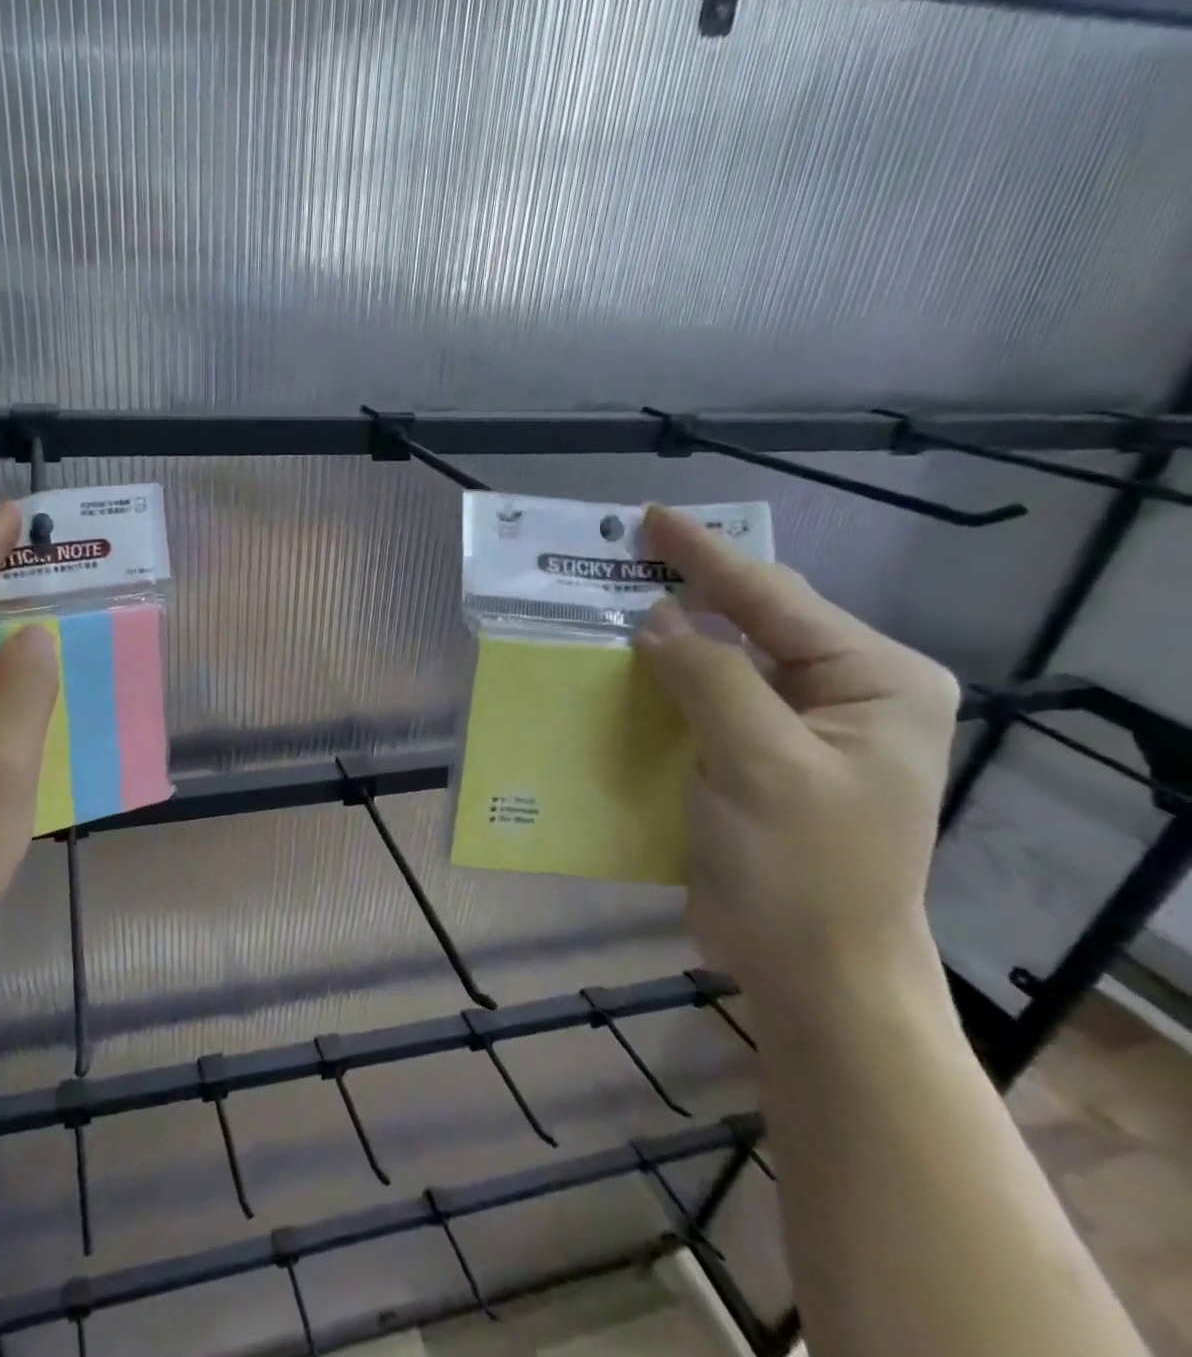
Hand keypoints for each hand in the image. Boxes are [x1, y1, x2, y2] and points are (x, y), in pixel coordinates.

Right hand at [633, 506, 959, 1025]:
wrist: (813, 971)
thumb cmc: (803, 867)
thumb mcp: (760, 763)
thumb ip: (708, 678)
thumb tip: (653, 621)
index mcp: (873, 681)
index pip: (776, 597)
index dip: (707, 555)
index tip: (650, 517)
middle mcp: (845, 694)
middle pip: (754, 621)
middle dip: (689, 589)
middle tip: (622, 557)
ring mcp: (802, 729)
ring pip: (724, 660)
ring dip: (670, 637)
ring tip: (615, 604)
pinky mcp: (760, 759)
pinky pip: (706, 701)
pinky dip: (665, 682)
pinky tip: (627, 669)